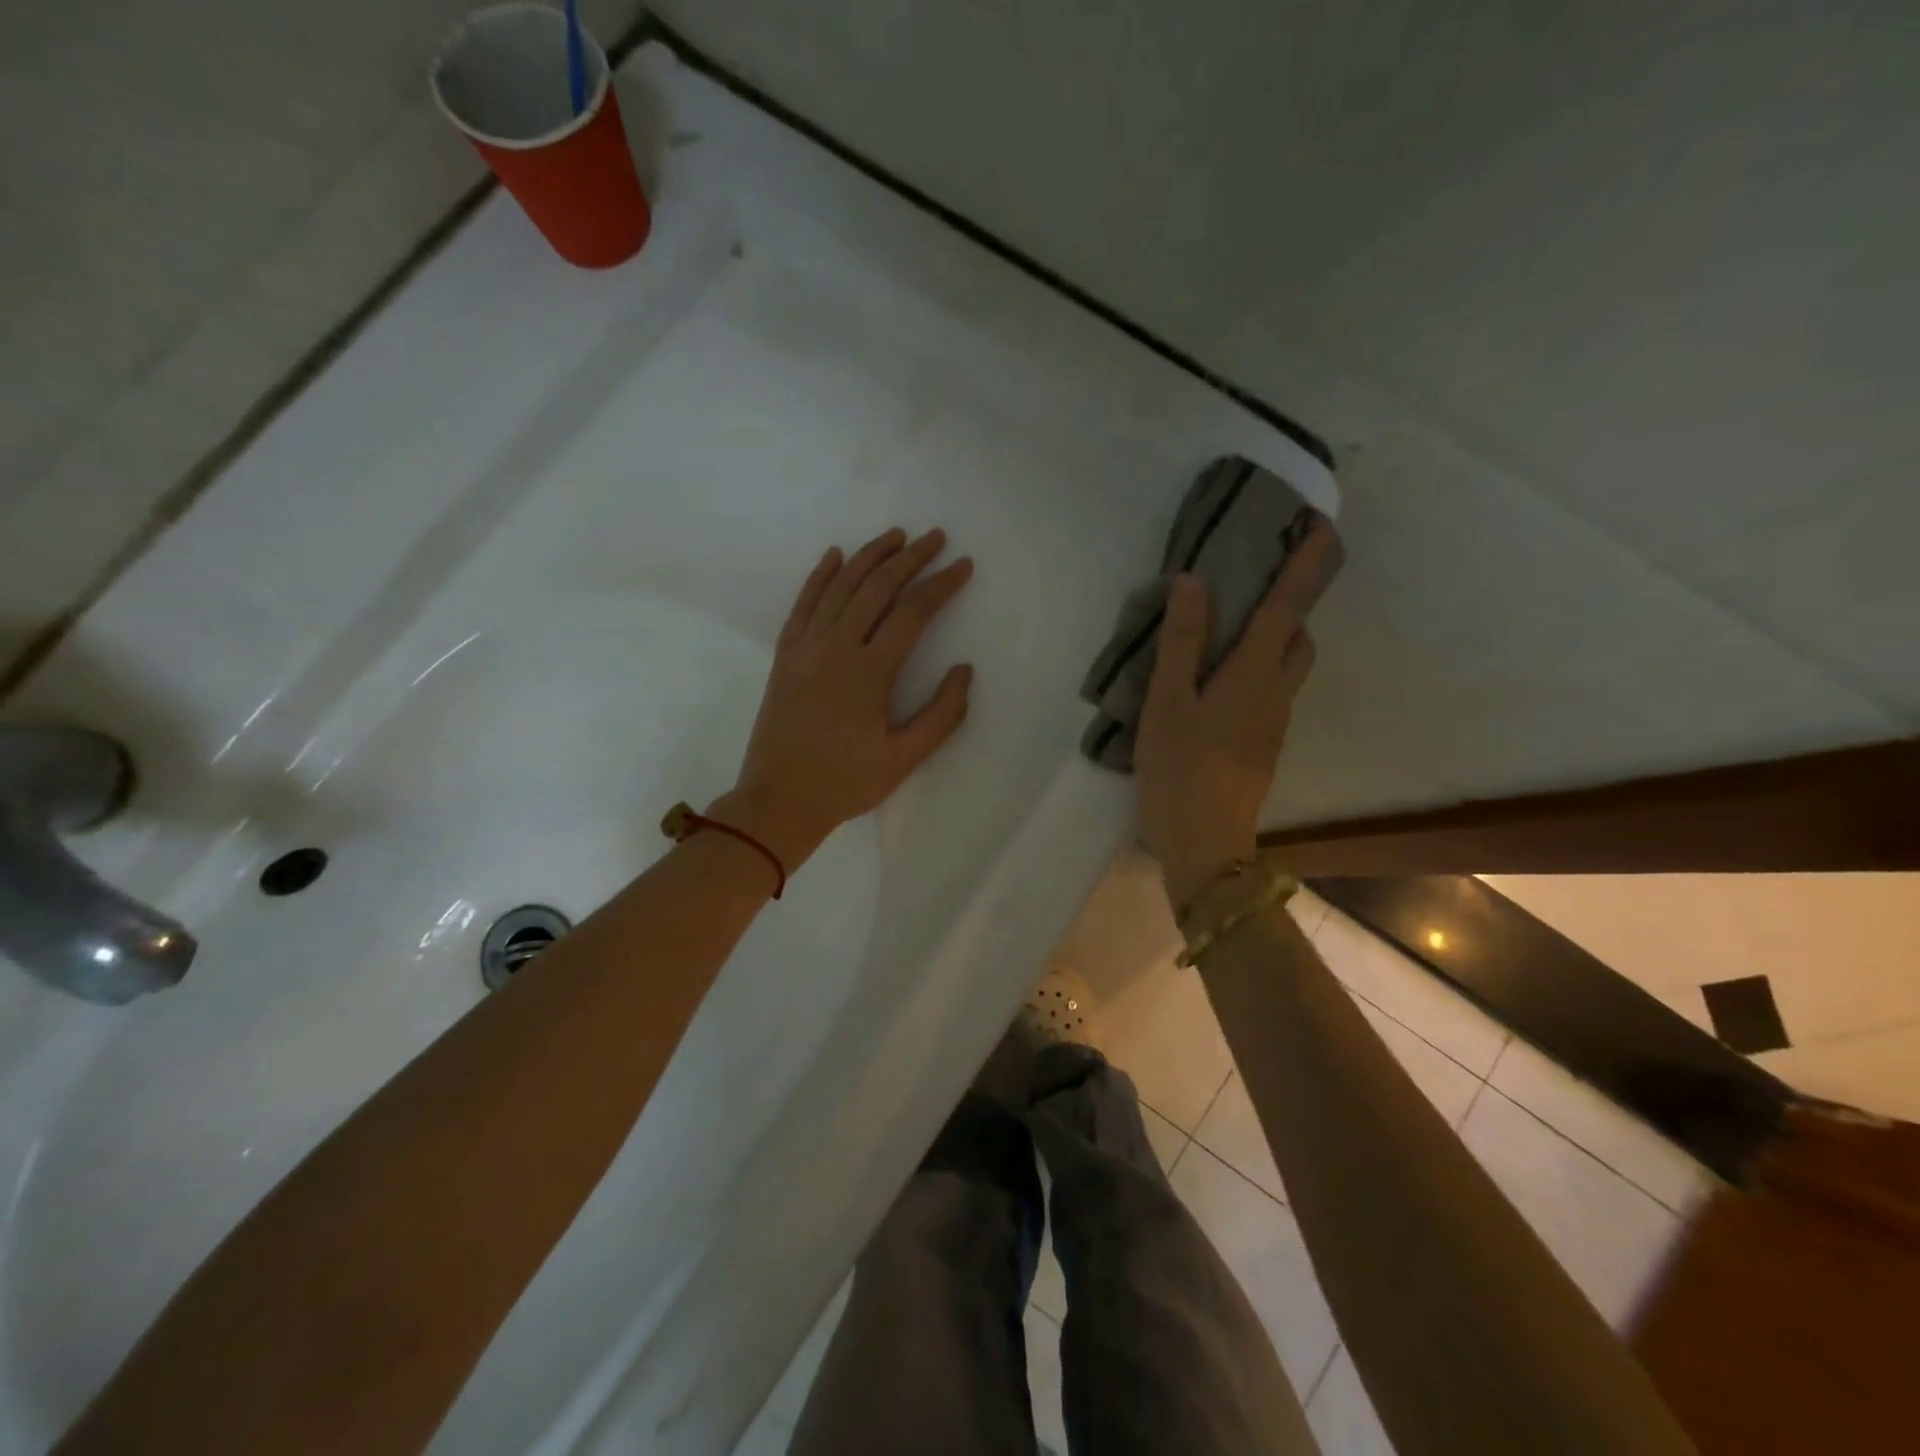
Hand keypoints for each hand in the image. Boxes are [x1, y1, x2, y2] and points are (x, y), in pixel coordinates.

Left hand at [716, 527, 974, 868]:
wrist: (778, 801)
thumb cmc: (846, 783)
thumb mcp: (904, 759)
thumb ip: (942, 714)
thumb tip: (964, 670)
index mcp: (870, 672)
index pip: (913, 612)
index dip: (941, 585)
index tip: (963, 566)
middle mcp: (836, 647)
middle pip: (877, 587)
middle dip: (910, 558)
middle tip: (935, 538)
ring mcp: (806, 648)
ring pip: (840, 586)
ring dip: (869, 556)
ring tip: (895, 535)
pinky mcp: (785, 656)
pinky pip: (804, 604)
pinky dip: (820, 575)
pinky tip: (834, 556)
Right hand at [1135, 524, 1334, 909]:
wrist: (1204, 842)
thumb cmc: (1180, 767)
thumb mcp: (1168, 700)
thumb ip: (1181, 641)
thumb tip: (1195, 581)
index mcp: (1254, 673)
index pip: (1287, 606)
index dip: (1306, 565)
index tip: (1323, 526)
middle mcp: (1275, 693)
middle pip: (1298, 638)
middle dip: (1289, 607)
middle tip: (1253, 590)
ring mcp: (1272, 724)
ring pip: (1284, 669)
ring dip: (1270, 642)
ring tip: (1225, 636)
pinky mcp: (1261, 747)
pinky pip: (1268, 694)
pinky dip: (1254, 673)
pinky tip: (1212, 689)